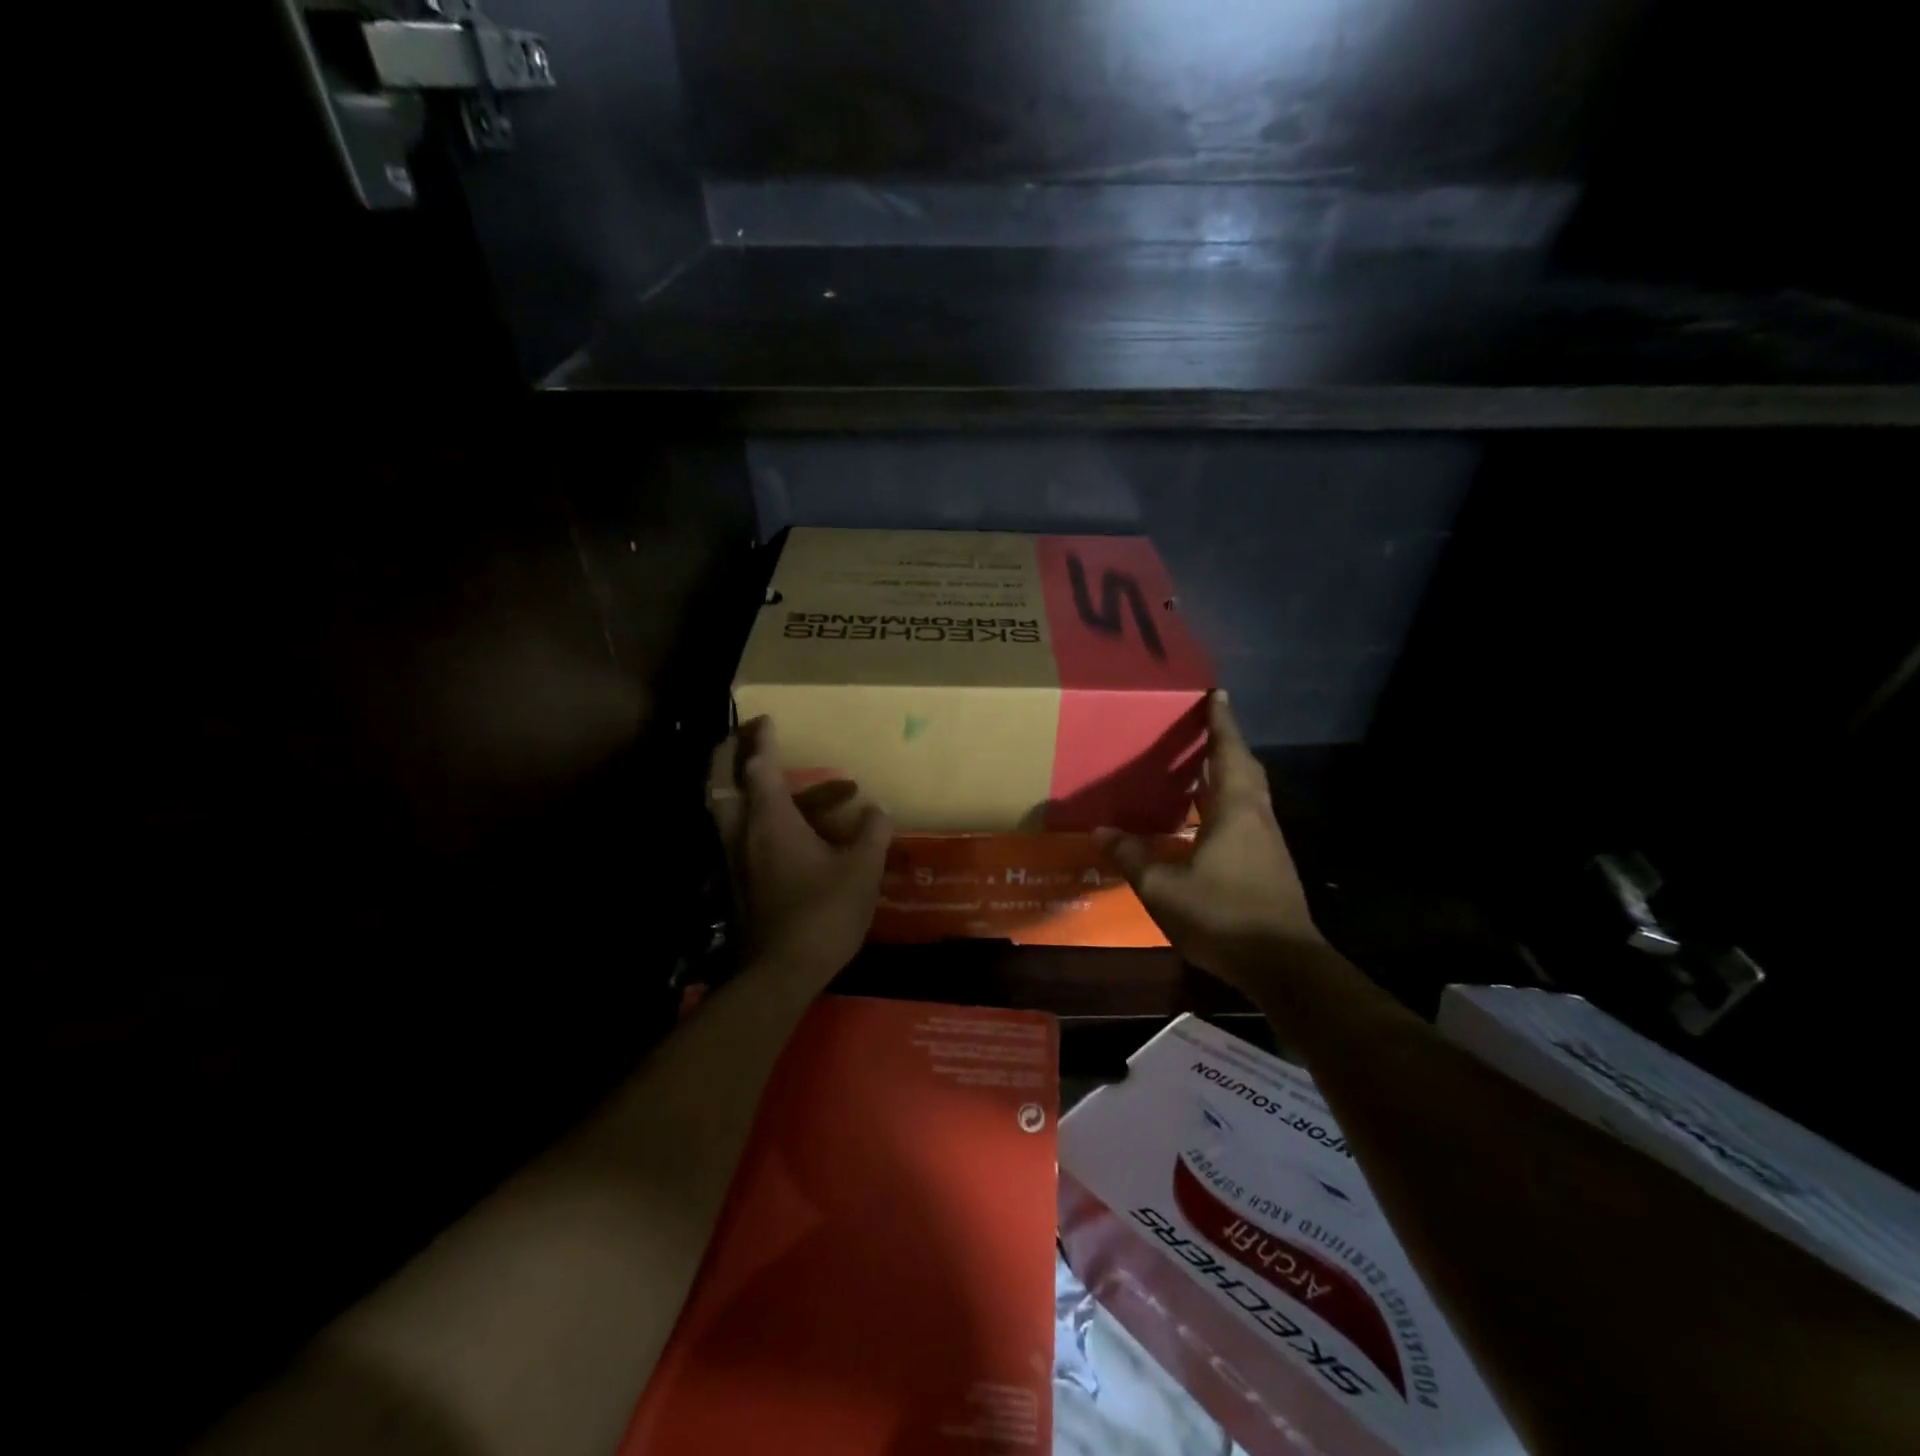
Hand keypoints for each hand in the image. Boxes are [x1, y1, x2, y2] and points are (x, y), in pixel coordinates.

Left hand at [709, 716, 891, 986]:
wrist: (781, 972)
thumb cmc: (823, 912)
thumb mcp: (861, 870)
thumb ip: (872, 833)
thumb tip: (878, 810)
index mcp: (769, 821)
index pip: (758, 767)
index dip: (762, 741)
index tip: (767, 719)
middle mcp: (745, 834)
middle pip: (725, 784)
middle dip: (734, 756)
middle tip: (755, 739)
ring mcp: (740, 861)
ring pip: (744, 812)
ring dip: (778, 795)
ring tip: (840, 795)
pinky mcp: (745, 883)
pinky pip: (754, 837)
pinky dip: (778, 823)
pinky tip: (820, 836)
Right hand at [1094, 692, 1321, 985]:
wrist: (1283, 965)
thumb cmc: (1223, 915)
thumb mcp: (1163, 888)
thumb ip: (1132, 857)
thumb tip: (1100, 832)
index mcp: (1236, 810)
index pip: (1229, 752)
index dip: (1222, 722)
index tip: (1218, 694)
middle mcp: (1257, 817)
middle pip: (1244, 768)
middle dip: (1226, 744)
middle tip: (1204, 728)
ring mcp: (1268, 843)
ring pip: (1248, 795)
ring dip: (1228, 775)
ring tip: (1199, 769)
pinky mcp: (1270, 866)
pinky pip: (1247, 818)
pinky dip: (1228, 805)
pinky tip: (1206, 823)